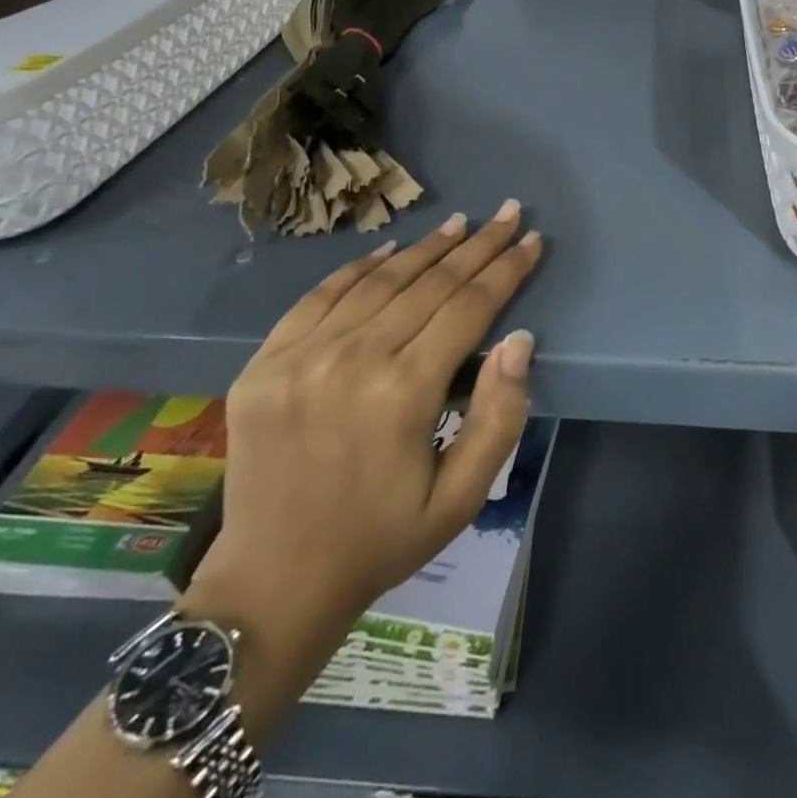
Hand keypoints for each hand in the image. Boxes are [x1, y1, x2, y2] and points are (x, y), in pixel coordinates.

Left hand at [184, 205, 541, 668]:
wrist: (272, 584)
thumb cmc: (382, 540)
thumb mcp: (462, 497)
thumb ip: (499, 416)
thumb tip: (520, 340)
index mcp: (403, 393)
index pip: (469, 308)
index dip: (506, 270)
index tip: (532, 240)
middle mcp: (353, 360)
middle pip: (430, 284)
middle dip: (477, 245)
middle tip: (506, 213)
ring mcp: (301, 356)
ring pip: (379, 280)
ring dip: (425, 248)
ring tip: (459, 223)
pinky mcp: (265, 362)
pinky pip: (320, 296)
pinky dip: (359, 268)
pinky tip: (389, 251)